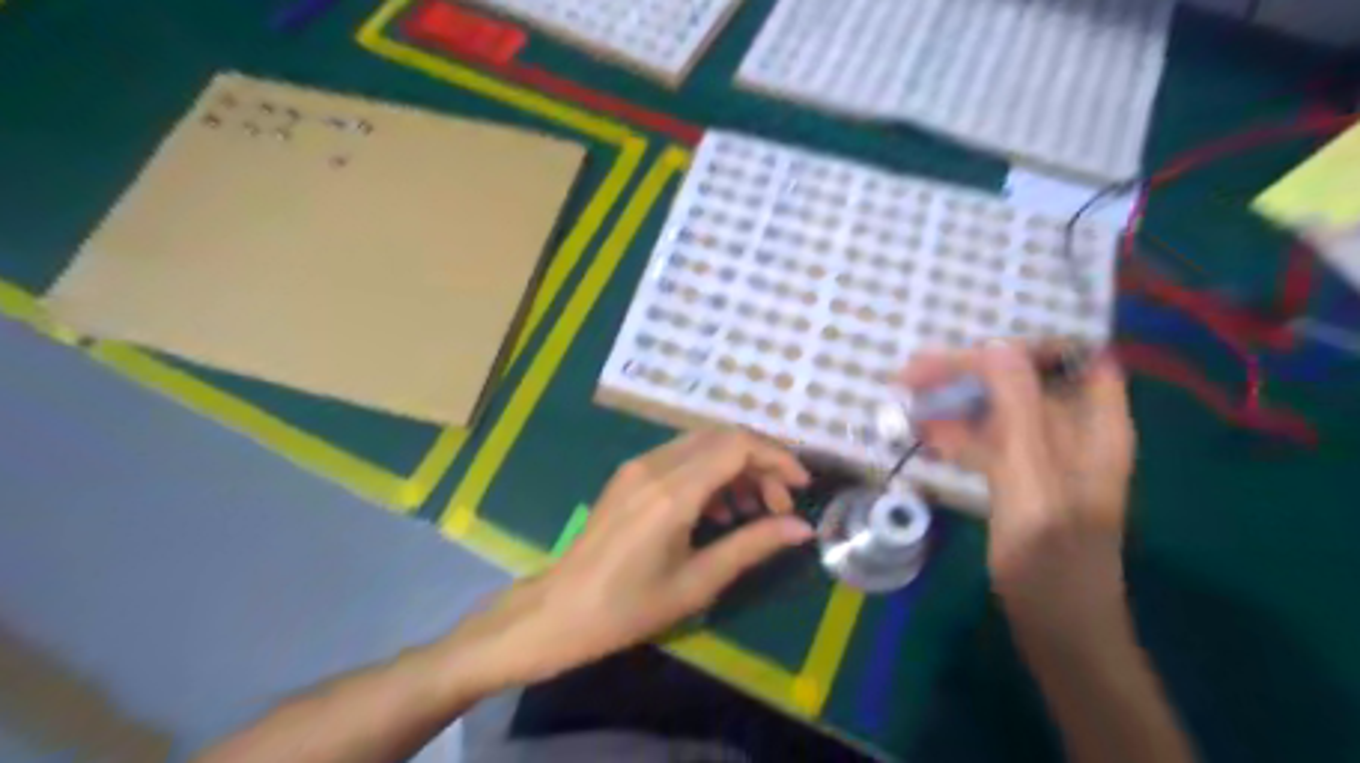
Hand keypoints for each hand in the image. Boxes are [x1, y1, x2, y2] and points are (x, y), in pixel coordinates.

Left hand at [441, 429, 812, 690]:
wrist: (559, 611)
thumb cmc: (628, 607)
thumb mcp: (697, 582)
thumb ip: (752, 545)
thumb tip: (800, 528)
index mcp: (672, 492)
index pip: (736, 446)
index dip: (777, 457)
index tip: (801, 486)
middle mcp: (655, 465)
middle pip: (722, 437)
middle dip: (760, 463)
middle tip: (779, 504)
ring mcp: (638, 466)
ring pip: (702, 444)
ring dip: (735, 467)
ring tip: (752, 511)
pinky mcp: (629, 474)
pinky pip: (681, 457)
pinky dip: (710, 473)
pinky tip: (717, 511)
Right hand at [902, 342, 1139, 640]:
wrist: (1055, 627)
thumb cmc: (1052, 560)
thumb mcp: (1032, 481)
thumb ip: (1018, 413)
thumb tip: (996, 347)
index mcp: (1096, 426)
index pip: (1071, 358)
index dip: (1025, 347)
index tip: (972, 356)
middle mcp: (1072, 432)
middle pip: (1024, 380)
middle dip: (971, 372)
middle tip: (913, 374)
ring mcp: (1043, 456)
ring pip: (999, 409)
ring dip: (955, 400)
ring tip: (905, 397)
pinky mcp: (1019, 478)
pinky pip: (987, 440)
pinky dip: (956, 434)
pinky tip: (922, 435)